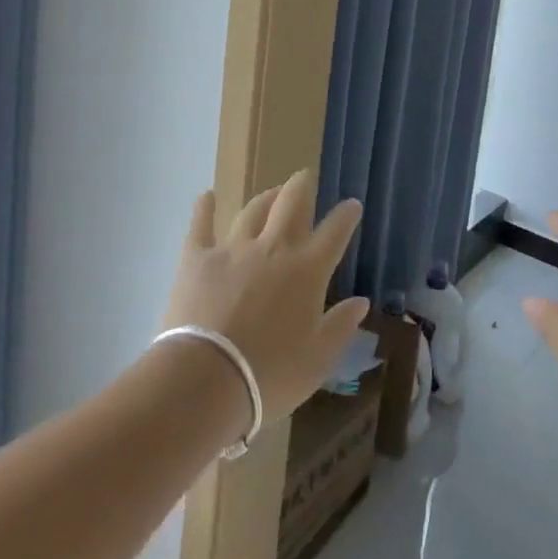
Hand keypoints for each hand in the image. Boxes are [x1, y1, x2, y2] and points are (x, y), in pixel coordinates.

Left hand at [162, 170, 370, 426]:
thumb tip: (360, 301)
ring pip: (253, 210)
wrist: (204, 381)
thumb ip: (340, 326)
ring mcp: (233, 249)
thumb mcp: (317, 360)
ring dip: (264, 197)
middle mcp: (274, 248)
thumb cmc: (268, 375)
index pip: (335, 231)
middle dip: (301, 186)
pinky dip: (205, 208)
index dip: (346, 215)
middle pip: (291, 202)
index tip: (352, 205)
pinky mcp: (197, 258)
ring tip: (270, 192)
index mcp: (308, 270)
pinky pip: (201, 225)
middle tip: (304, 177)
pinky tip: (208, 196)